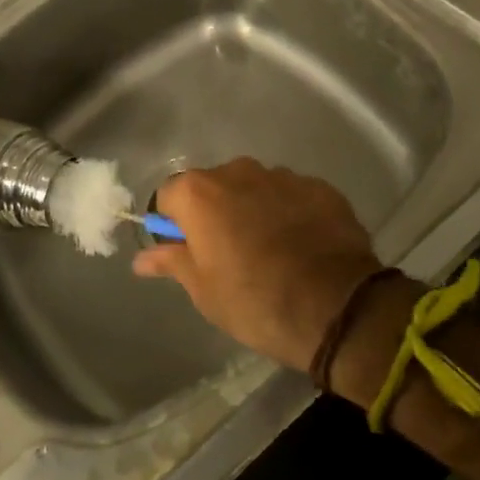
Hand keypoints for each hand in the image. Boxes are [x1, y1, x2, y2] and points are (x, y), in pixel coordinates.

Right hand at [132, 158, 381, 371]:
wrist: (337, 308)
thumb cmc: (254, 301)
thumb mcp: (203, 290)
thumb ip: (172, 263)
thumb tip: (142, 259)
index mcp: (199, 193)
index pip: (169, 196)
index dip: (174, 224)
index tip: (186, 252)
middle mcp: (237, 171)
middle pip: (212, 186)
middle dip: (215, 213)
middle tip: (228, 255)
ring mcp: (283, 176)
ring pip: (254, 188)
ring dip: (253, 210)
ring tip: (270, 251)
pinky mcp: (321, 187)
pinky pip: (291, 196)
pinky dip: (289, 213)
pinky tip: (302, 246)